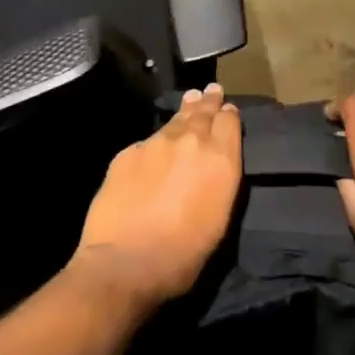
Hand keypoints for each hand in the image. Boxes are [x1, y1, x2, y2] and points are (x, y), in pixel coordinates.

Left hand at [70, 83, 242, 310]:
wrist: (125, 263)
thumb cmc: (183, 254)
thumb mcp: (219, 219)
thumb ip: (220, 180)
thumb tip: (216, 161)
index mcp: (220, 159)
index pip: (229, 121)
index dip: (228, 114)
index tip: (227, 110)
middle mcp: (192, 141)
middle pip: (203, 111)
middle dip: (208, 101)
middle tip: (211, 90)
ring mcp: (157, 143)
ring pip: (175, 120)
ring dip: (185, 111)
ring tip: (190, 100)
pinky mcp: (128, 152)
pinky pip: (147, 142)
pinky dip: (155, 143)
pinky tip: (154, 149)